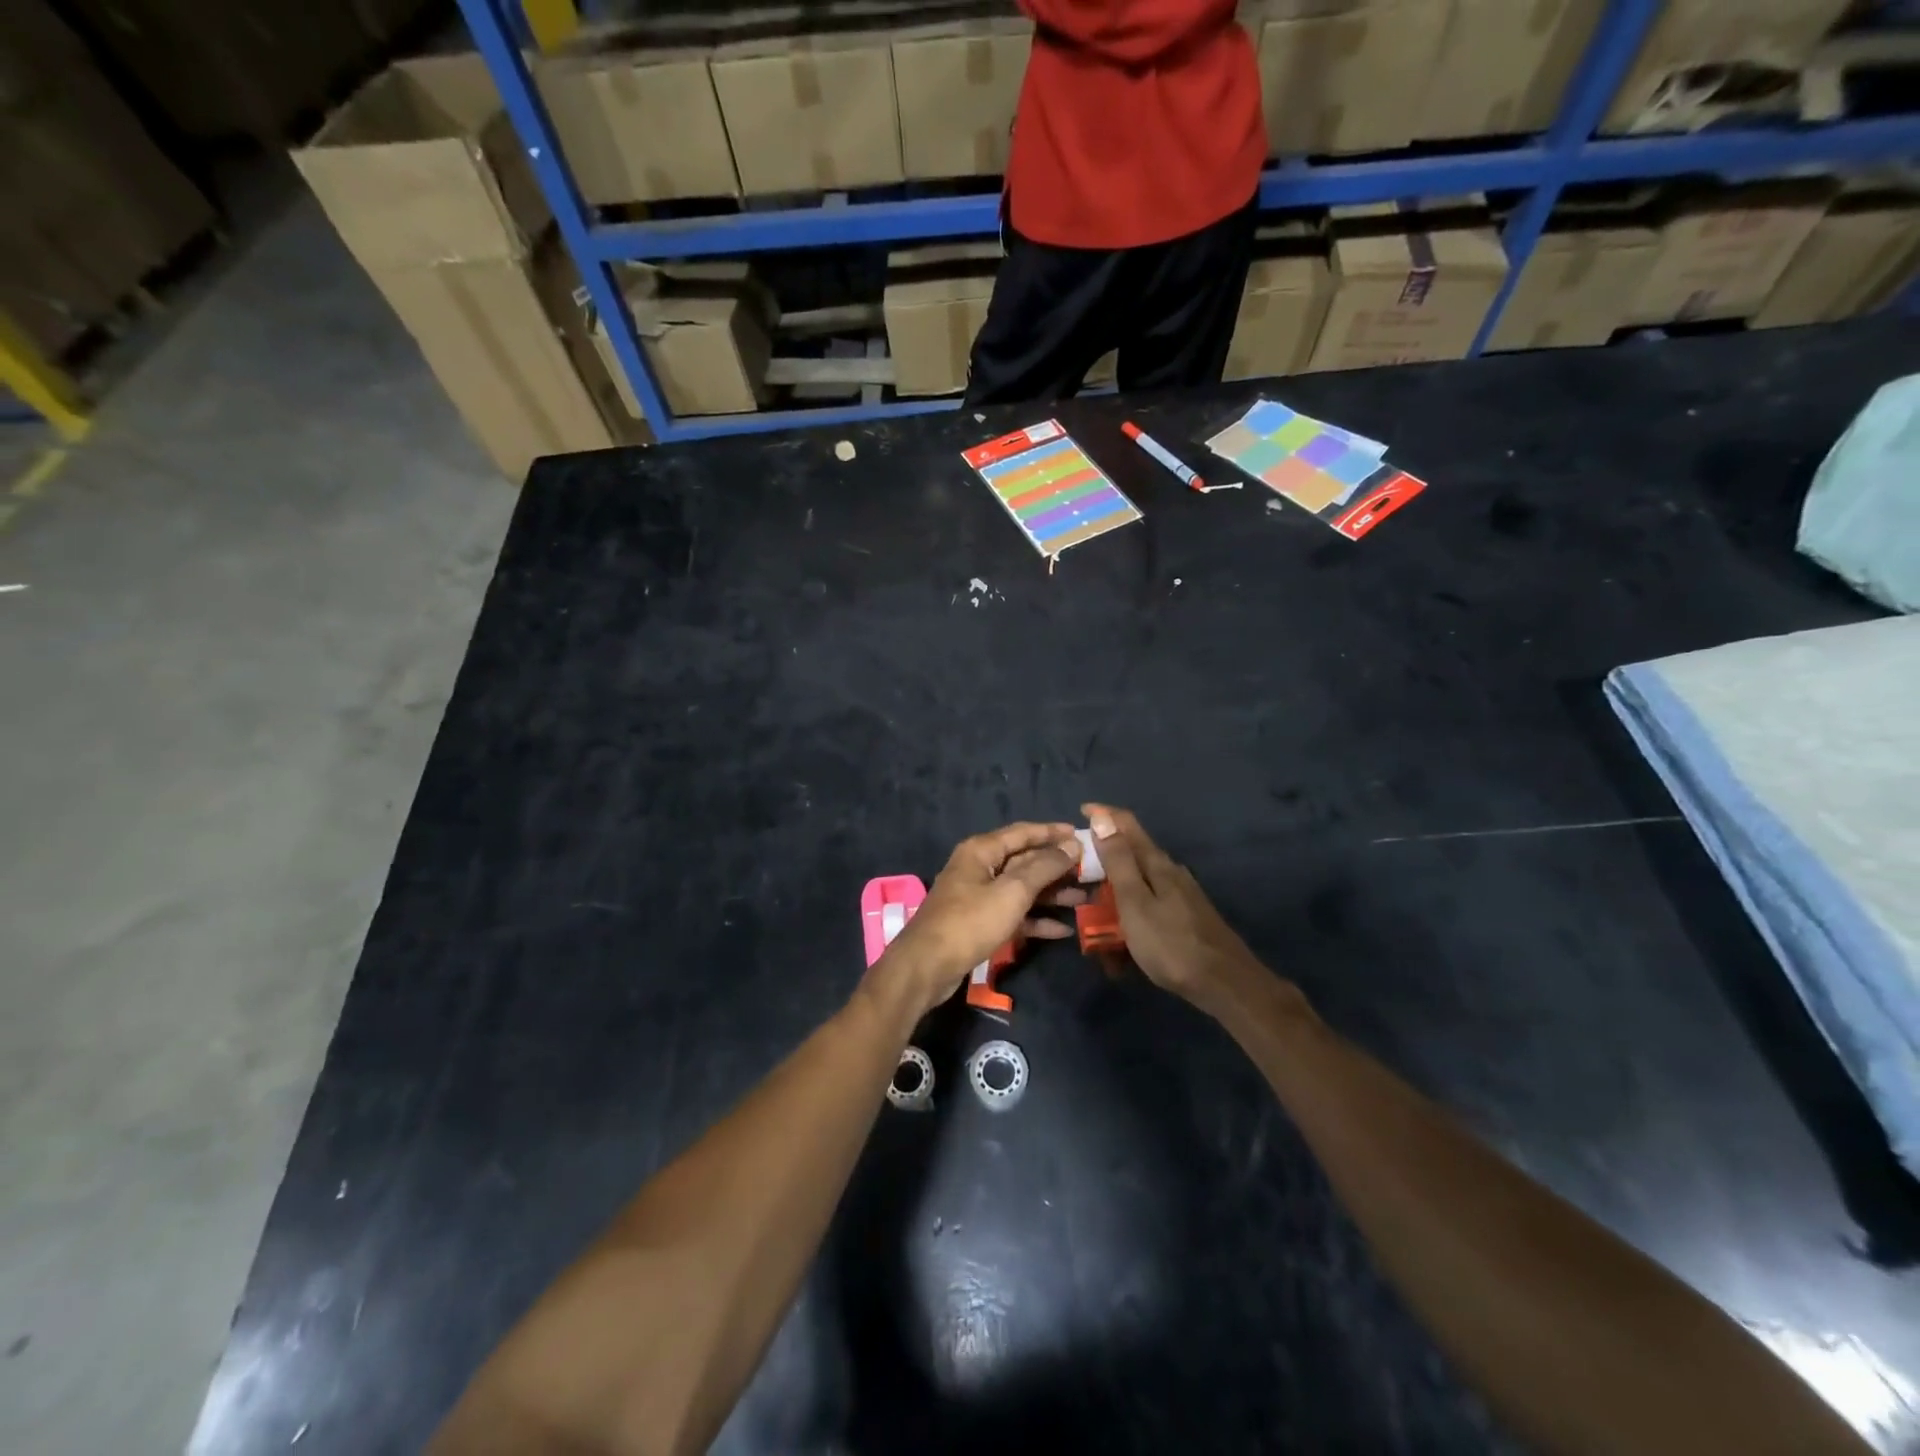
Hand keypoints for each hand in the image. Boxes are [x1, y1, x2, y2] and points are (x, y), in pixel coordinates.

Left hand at [870, 823, 1084, 1021]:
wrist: (928, 966)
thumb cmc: (970, 921)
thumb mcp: (1012, 892)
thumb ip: (1044, 867)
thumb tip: (1072, 844)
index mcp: (982, 850)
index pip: (1023, 832)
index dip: (1052, 832)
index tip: (1082, 835)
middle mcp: (979, 867)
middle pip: (1024, 860)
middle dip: (1056, 867)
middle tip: (1090, 872)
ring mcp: (978, 896)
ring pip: (1021, 889)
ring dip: (1051, 894)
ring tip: (1084, 900)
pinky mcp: (979, 923)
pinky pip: (1013, 914)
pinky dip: (1035, 919)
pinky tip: (1062, 930)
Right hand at [1083, 804, 1266, 1012]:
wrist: (1224, 984)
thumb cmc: (1171, 943)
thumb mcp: (1135, 902)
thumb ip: (1118, 861)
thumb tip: (1102, 817)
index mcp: (1156, 864)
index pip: (1127, 825)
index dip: (1103, 814)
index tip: (1080, 811)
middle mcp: (1170, 873)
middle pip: (1131, 855)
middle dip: (1103, 862)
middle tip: (1077, 877)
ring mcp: (1180, 896)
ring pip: (1137, 886)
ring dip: (1114, 898)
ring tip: (1094, 924)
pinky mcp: (1184, 918)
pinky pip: (1147, 909)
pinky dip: (1129, 920)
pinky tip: (1121, 946)